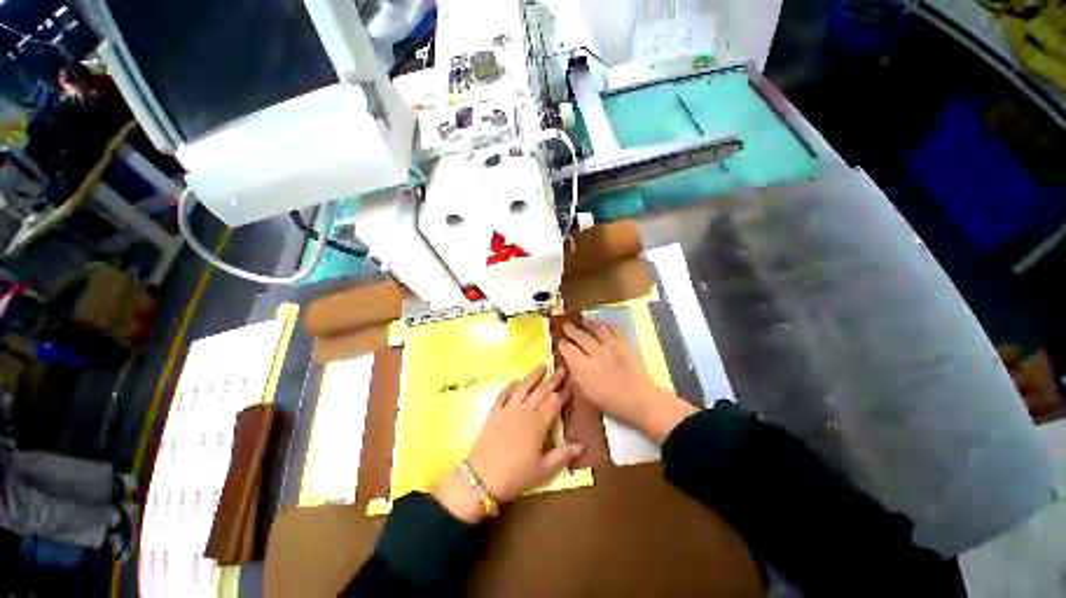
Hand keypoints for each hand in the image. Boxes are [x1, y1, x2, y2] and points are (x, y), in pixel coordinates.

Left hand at [434, 365, 583, 522]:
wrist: (482, 478)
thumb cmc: (517, 475)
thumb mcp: (544, 469)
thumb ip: (564, 454)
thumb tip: (583, 445)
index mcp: (538, 422)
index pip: (554, 402)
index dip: (563, 392)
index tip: (571, 383)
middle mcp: (524, 410)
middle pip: (541, 390)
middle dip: (552, 379)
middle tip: (560, 368)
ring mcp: (508, 409)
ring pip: (523, 387)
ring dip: (533, 375)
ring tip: (542, 366)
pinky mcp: (494, 412)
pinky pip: (503, 394)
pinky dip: (509, 386)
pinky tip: (514, 380)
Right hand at [559, 320, 696, 443]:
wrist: (640, 400)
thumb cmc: (612, 403)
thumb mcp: (588, 393)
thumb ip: (577, 375)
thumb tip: (570, 362)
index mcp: (585, 368)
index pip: (568, 350)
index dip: (563, 345)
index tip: (560, 342)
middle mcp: (596, 353)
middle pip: (580, 336)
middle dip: (571, 330)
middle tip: (566, 326)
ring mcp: (611, 346)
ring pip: (596, 328)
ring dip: (587, 323)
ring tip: (582, 321)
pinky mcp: (625, 343)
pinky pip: (614, 328)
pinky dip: (606, 325)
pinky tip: (603, 325)